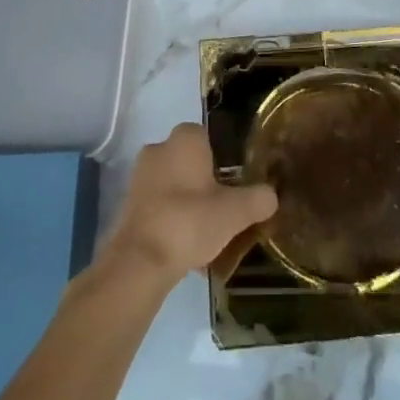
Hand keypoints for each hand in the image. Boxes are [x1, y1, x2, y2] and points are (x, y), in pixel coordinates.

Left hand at [101, 123, 277, 284]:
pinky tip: (188, 251)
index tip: (236, 184)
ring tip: (209, 237)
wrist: (139, 262)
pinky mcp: (128, 205)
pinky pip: (160, 207)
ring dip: (190, 205)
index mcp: (184, 139)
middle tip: (225, 210)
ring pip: (175, 186)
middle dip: (206, 184)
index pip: (208, 137)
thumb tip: (271, 195)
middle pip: (191, 163)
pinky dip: (173, 222)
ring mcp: (139, 177)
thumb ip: (258, 199)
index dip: (224, 158)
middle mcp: (158, 149)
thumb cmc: (189, 221)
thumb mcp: (236, 212)